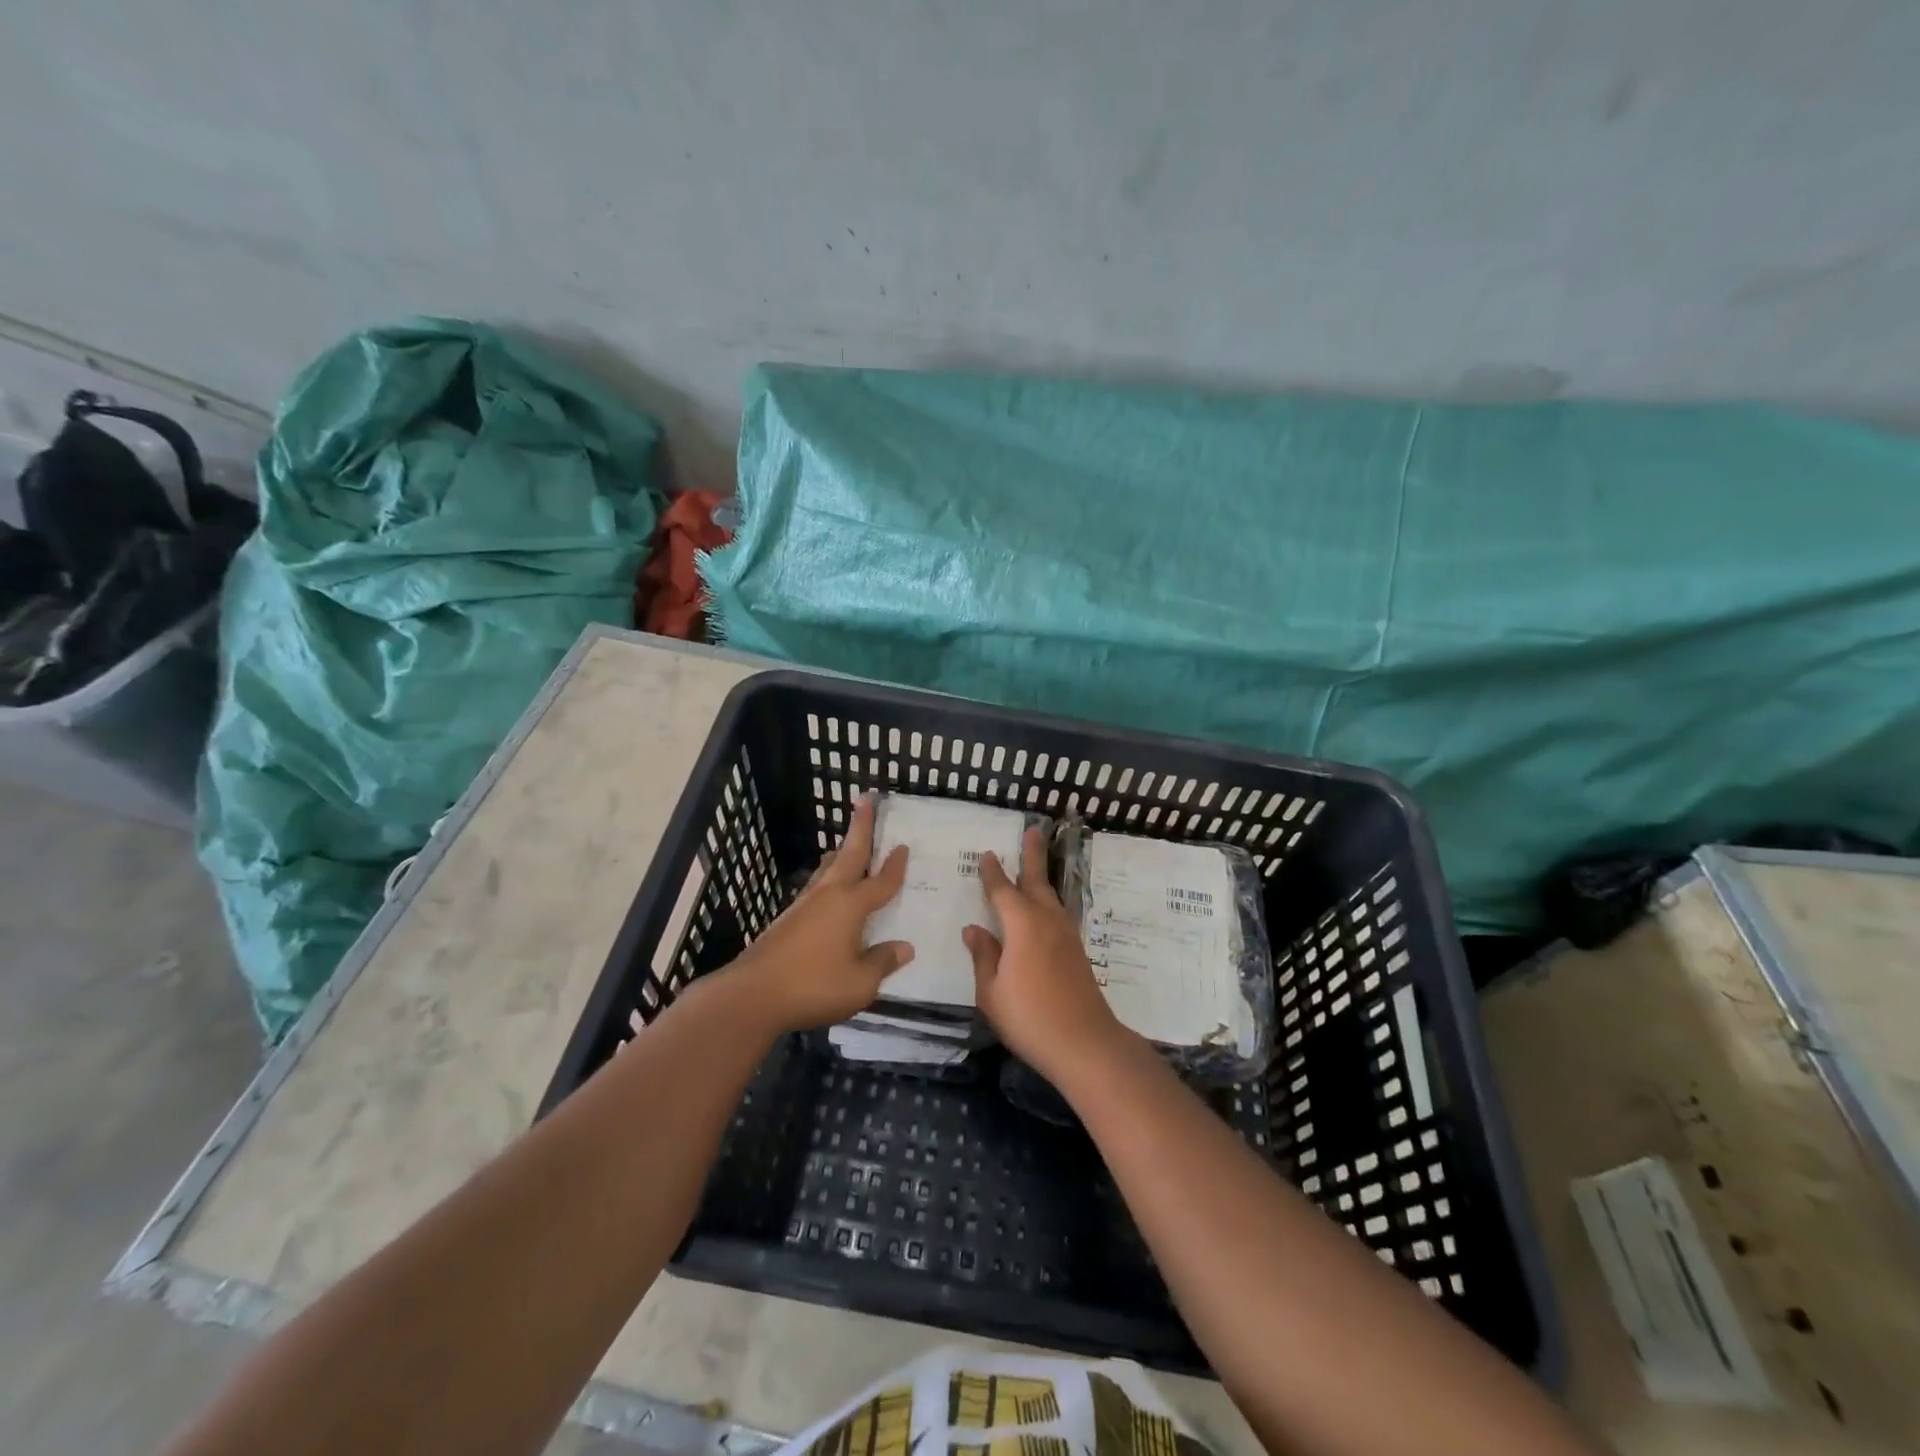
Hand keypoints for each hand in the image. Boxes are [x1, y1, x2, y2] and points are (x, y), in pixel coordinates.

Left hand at [727, 795, 912, 1032]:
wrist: (752, 994)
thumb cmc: (814, 985)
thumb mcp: (860, 983)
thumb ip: (882, 963)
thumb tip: (904, 947)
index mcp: (851, 905)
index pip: (881, 882)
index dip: (895, 865)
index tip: (903, 845)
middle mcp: (829, 896)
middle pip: (850, 855)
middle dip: (860, 827)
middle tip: (866, 800)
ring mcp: (803, 906)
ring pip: (827, 869)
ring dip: (841, 854)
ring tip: (845, 845)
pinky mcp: (786, 920)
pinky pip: (816, 889)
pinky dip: (827, 879)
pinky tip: (826, 892)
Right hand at [964, 826, 1131, 1084]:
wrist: (1085, 1043)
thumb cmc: (1030, 1018)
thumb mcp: (992, 992)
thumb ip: (983, 957)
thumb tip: (974, 929)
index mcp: (1022, 925)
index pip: (1002, 891)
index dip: (992, 873)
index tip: (986, 854)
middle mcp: (1047, 921)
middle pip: (1037, 880)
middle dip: (1032, 855)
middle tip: (1033, 830)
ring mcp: (1066, 935)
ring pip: (1051, 897)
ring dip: (1042, 877)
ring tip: (1035, 866)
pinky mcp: (1077, 951)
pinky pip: (1058, 914)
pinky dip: (1048, 902)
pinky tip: (1045, 910)